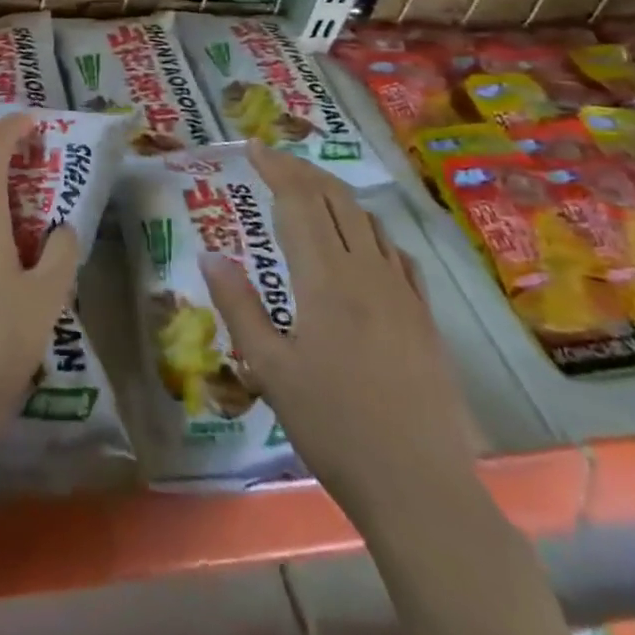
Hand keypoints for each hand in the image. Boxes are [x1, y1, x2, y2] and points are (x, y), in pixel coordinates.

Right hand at [201, 142, 478, 515]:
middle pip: (335, 199)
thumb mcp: (270, 369)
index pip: (298, 201)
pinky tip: (362, 242)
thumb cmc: (333, 428)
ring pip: (368, 221)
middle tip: (273, 159)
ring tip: (309, 190)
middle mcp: (367, 271)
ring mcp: (402, 292)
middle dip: (302, 170)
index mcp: (325, 279)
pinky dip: (370, 230)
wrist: (420, 487)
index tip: (253, 147)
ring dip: (335, 194)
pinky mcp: (424, 316)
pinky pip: (396, 253)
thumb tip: (210, 254)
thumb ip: (239, 306)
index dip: (275, 168)